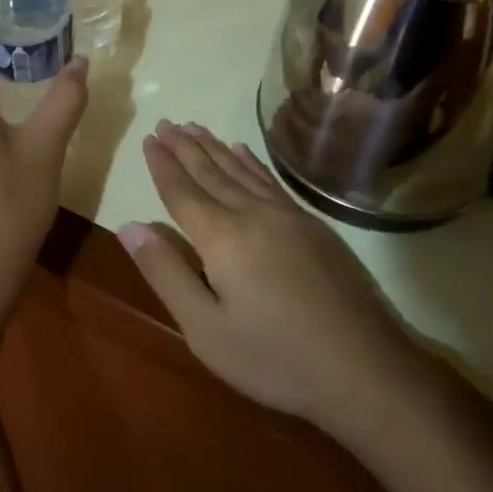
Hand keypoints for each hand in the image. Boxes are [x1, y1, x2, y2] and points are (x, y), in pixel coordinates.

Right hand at [117, 122, 415, 427]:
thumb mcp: (205, 329)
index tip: (149, 139)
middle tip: (166, 123)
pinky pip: (271, 180)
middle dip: (185, 147)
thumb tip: (129, 226)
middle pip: (211, 172)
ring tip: (195, 127)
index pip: (183, 192)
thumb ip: (166, 273)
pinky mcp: (313, 226)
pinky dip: (252, 162)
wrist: (363, 368)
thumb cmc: (274, 358)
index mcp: (222, 237)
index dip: (163, 165)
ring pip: (242, 170)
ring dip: (215, 148)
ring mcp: (288, 216)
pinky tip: (244, 152)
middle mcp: (253, 214)